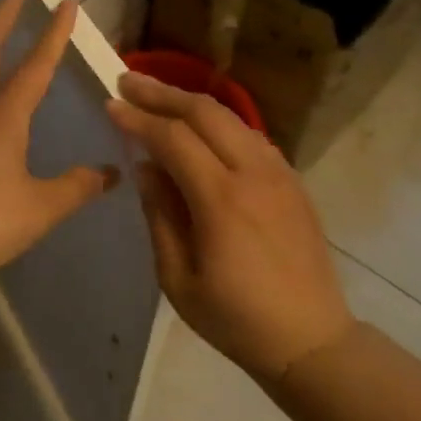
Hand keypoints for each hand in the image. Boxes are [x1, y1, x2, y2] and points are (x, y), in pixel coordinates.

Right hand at [106, 72, 356, 380]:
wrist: (311, 340)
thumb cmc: (235, 318)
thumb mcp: (178, 279)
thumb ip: (160, 216)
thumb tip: (146, 168)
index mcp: (222, 201)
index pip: (173, 139)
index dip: (139, 119)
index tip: (110, 105)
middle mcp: (254, 174)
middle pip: (205, 113)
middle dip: (162, 93)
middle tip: (127, 81)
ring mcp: (279, 174)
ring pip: (231, 118)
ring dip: (190, 103)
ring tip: (157, 98)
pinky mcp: (292, 182)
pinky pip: (250, 136)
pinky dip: (218, 123)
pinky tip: (199, 130)